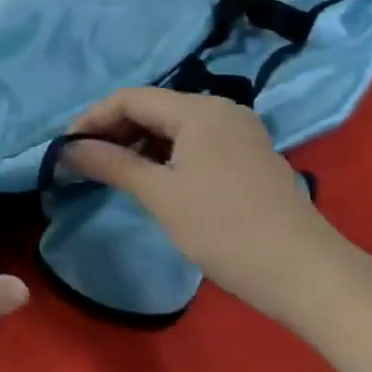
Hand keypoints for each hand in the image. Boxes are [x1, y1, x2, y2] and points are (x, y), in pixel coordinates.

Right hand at [59, 87, 371, 322]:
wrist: (305, 273)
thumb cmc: (226, 229)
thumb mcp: (161, 196)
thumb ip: (112, 164)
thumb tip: (67, 149)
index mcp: (199, 110)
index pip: (131, 98)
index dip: (93, 119)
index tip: (65, 148)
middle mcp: (220, 110)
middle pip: (153, 108)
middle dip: (114, 130)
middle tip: (85, 162)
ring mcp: (238, 132)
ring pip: (173, 126)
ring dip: (138, 143)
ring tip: (112, 172)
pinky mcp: (247, 155)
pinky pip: (194, 142)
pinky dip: (165, 154)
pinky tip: (151, 179)